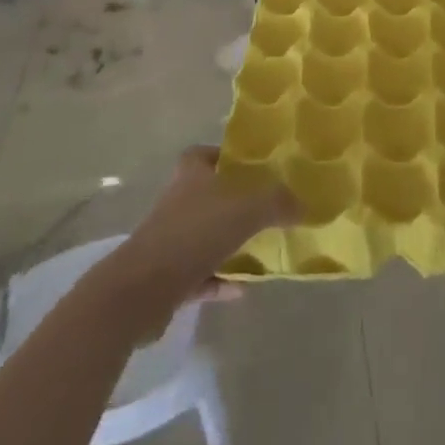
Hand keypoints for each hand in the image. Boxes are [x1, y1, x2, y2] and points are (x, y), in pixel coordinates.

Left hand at [108, 148, 297, 309]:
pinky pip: (199, 275)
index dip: (223, 157)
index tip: (250, 167)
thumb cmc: (194, 234)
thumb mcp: (247, 210)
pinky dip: (220, 280)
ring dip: (227, 244)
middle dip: (232, 203)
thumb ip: (277, 203)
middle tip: (265, 209)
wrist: (141, 290)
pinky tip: (243, 289)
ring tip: (259, 250)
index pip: (202, 154)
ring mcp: (168, 241)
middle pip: (206, 195)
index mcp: (191, 176)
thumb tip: (302, 204)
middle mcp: (177, 203)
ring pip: (203, 236)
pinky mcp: (165, 278)